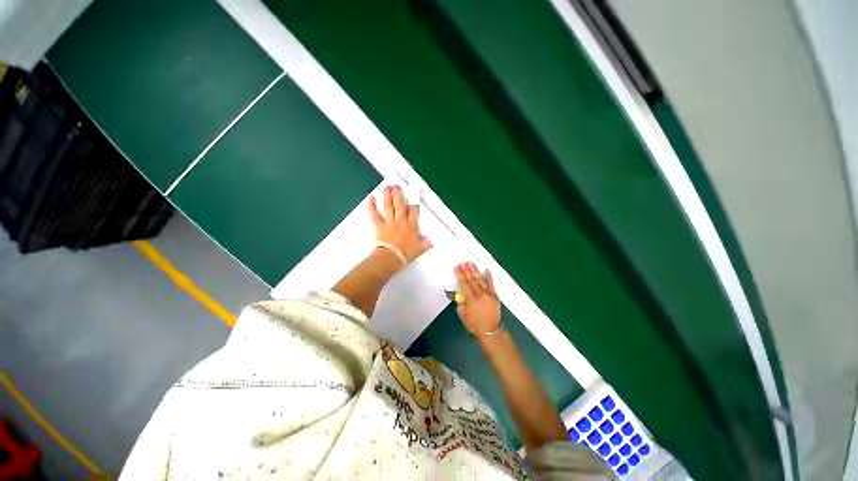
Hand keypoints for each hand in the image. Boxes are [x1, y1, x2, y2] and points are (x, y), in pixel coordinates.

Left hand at [369, 185, 431, 263]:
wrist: (390, 258)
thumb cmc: (404, 255)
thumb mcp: (419, 250)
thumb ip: (425, 244)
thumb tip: (429, 241)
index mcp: (411, 226)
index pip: (414, 212)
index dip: (414, 205)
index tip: (413, 201)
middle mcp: (400, 222)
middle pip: (400, 205)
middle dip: (399, 194)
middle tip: (397, 186)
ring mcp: (389, 222)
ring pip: (389, 206)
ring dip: (388, 196)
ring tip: (387, 187)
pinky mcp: (379, 226)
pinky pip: (375, 214)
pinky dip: (372, 206)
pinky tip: (371, 198)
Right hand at [454, 262, 501, 335]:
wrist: (490, 331)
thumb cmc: (474, 324)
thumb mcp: (463, 314)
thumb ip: (461, 301)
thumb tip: (460, 292)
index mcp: (471, 299)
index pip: (464, 284)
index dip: (460, 275)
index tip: (457, 267)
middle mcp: (480, 295)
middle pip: (472, 280)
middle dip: (466, 270)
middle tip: (462, 262)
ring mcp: (489, 294)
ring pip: (480, 280)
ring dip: (475, 271)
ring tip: (470, 263)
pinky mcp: (494, 295)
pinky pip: (491, 284)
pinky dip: (489, 277)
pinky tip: (486, 270)